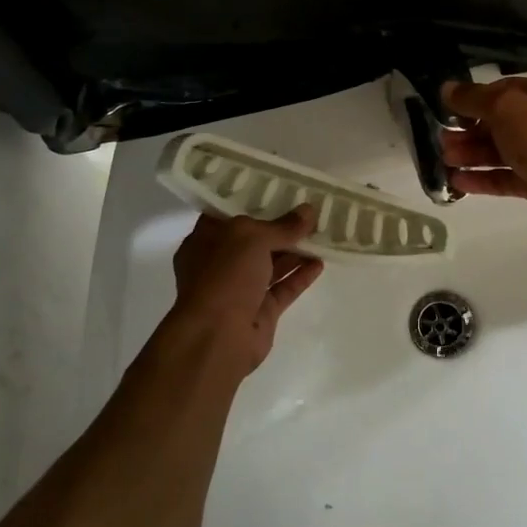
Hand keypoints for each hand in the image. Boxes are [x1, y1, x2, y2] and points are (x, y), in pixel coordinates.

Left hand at [163, 207, 323, 377]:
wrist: (218, 337)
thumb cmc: (224, 276)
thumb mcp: (252, 237)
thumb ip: (282, 225)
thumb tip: (309, 211)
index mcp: (205, 241)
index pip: (227, 215)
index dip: (251, 201)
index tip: (278, 189)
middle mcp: (220, 264)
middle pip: (254, 240)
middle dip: (280, 227)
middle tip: (308, 210)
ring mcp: (240, 289)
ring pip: (271, 264)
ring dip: (295, 250)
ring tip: (322, 233)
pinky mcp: (261, 311)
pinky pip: (284, 288)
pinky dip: (300, 276)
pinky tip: (320, 262)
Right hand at [439, 77, 526, 236]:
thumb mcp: (505, 107)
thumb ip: (473, 98)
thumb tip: (446, 89)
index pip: (504, 91)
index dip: (475, 99)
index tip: (449, 111)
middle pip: (501, 123)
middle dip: (469, 131)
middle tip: (442, 140)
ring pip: (501, 151)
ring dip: (472, 154)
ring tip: (444, 160)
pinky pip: (506, 177)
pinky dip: (482, 178)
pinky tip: (457, 181)